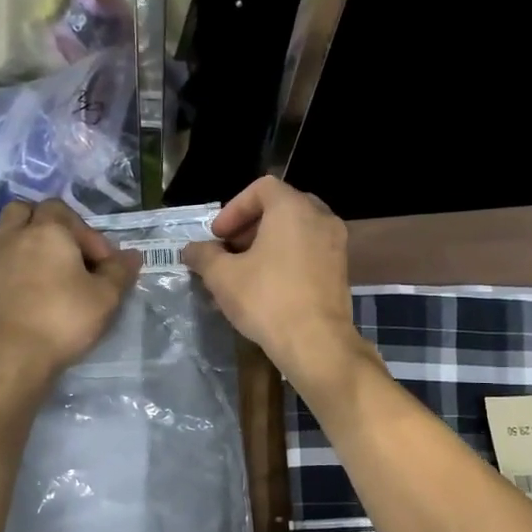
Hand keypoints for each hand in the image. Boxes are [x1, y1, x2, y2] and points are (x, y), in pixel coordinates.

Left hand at [0, 200, 140, 397]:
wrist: (12, 357)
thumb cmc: (64, 320)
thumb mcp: (106, 297)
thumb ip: (120, 271)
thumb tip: (131, 255)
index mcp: (46, 232)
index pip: (63, 210)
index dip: (85, 232)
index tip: (101, 263)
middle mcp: (13, 238)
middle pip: (22, 210)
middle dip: (43, 223)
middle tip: (63, 251)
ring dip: (16, 241)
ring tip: (36, 266)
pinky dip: (2, 273)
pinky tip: (16, 293)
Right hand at [182, 177, 365, 390]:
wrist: (316, 343)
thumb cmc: (266, 299)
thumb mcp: (222, 277)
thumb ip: (203, 256)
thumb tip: (190, 250)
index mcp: (293, 209)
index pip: (262, 188)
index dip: (234, 209)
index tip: (218, 236)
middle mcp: (320, 218)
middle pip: (280, 208)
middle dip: (249, 227)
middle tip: (228, 250)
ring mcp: (335, 245)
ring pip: (295, 232)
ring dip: (266, 246)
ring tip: (242, 273)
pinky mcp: (340, 271)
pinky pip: (308, 253)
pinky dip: (285, 260)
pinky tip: (265, 288)